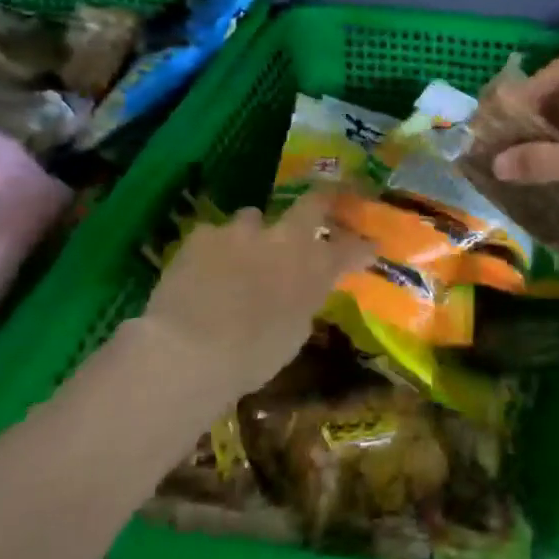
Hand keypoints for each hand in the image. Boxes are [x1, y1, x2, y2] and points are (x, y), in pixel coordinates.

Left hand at [136, 189, 372, 405]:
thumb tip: (298, 296)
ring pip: (254, 218)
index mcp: (315, 267)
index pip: (353, 248)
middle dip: (321, 202)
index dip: (362, 246)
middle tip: (320, 209)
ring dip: (253, 234)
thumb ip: (302, 304)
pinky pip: (213, 236)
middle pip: (313, 202)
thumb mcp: (293, 335)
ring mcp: (243, 230)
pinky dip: (211, 251)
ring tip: (240, 255)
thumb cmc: (252, 356)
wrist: (190, 349)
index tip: (369, 247)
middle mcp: (286, 238)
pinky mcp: (204, 234)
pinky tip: (199, 271)